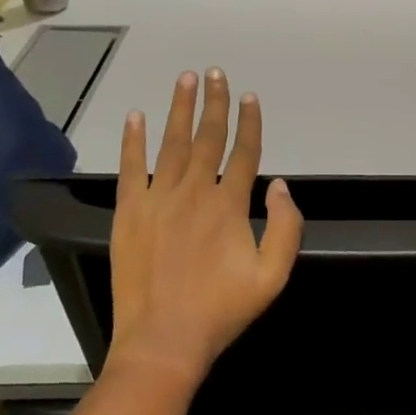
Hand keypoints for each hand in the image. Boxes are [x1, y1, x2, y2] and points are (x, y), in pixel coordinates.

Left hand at [107, 69, 302, 383]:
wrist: (163, 341)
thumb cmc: (221, 310)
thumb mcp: (273, 276)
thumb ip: (286, 227)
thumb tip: (280, 185)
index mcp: (229, 205)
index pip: (244, 152)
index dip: (249, 122)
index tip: (250, 96)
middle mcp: (194, 192)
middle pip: (207, 137)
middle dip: (214, 102)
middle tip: (215, 72)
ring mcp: (157, 199)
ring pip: (171, 143)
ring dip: (179, 108)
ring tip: (185, 78)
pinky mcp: (129, 212)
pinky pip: (130, 168)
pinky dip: (133, 141)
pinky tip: (136, 116)